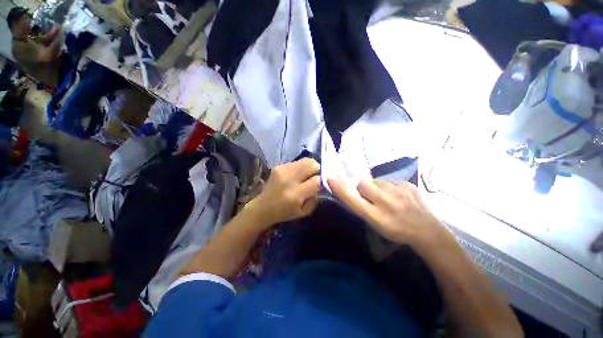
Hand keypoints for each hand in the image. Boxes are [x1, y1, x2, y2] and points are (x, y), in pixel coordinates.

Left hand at [246, 158, 320, 226]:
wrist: (263, 207)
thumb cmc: (285, 212)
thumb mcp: (304, 212)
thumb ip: (315, 198)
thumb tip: (321, 184)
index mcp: (295, 194)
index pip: (316, 180)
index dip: (321, 181)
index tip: (320, 184)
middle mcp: (288, 179)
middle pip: (312, 164)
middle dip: (317, 170)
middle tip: (315, 177)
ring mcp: (282, 170)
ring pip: (305, 160)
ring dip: (309, 167)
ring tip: (306, 175)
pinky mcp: (278, 166)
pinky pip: (297, 162)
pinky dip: (300, 167)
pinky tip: (296, 175)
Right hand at [328, 178, 452, 249]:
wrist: (426, 230)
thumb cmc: (395, 230)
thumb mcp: (374, 224)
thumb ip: (361, 207)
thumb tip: (352, 190)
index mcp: (375, 216)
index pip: (353, 199)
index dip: (341, 189)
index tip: (331, 178)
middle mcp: (385, 202)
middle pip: (363, 183)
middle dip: (363, 187)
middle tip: (372, 196)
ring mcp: (399, 192)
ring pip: (376, 181)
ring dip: (377, 187)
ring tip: (388, 198)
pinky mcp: (408, 185)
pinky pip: (389, 181)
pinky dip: (390, 187)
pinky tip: (399, 196)